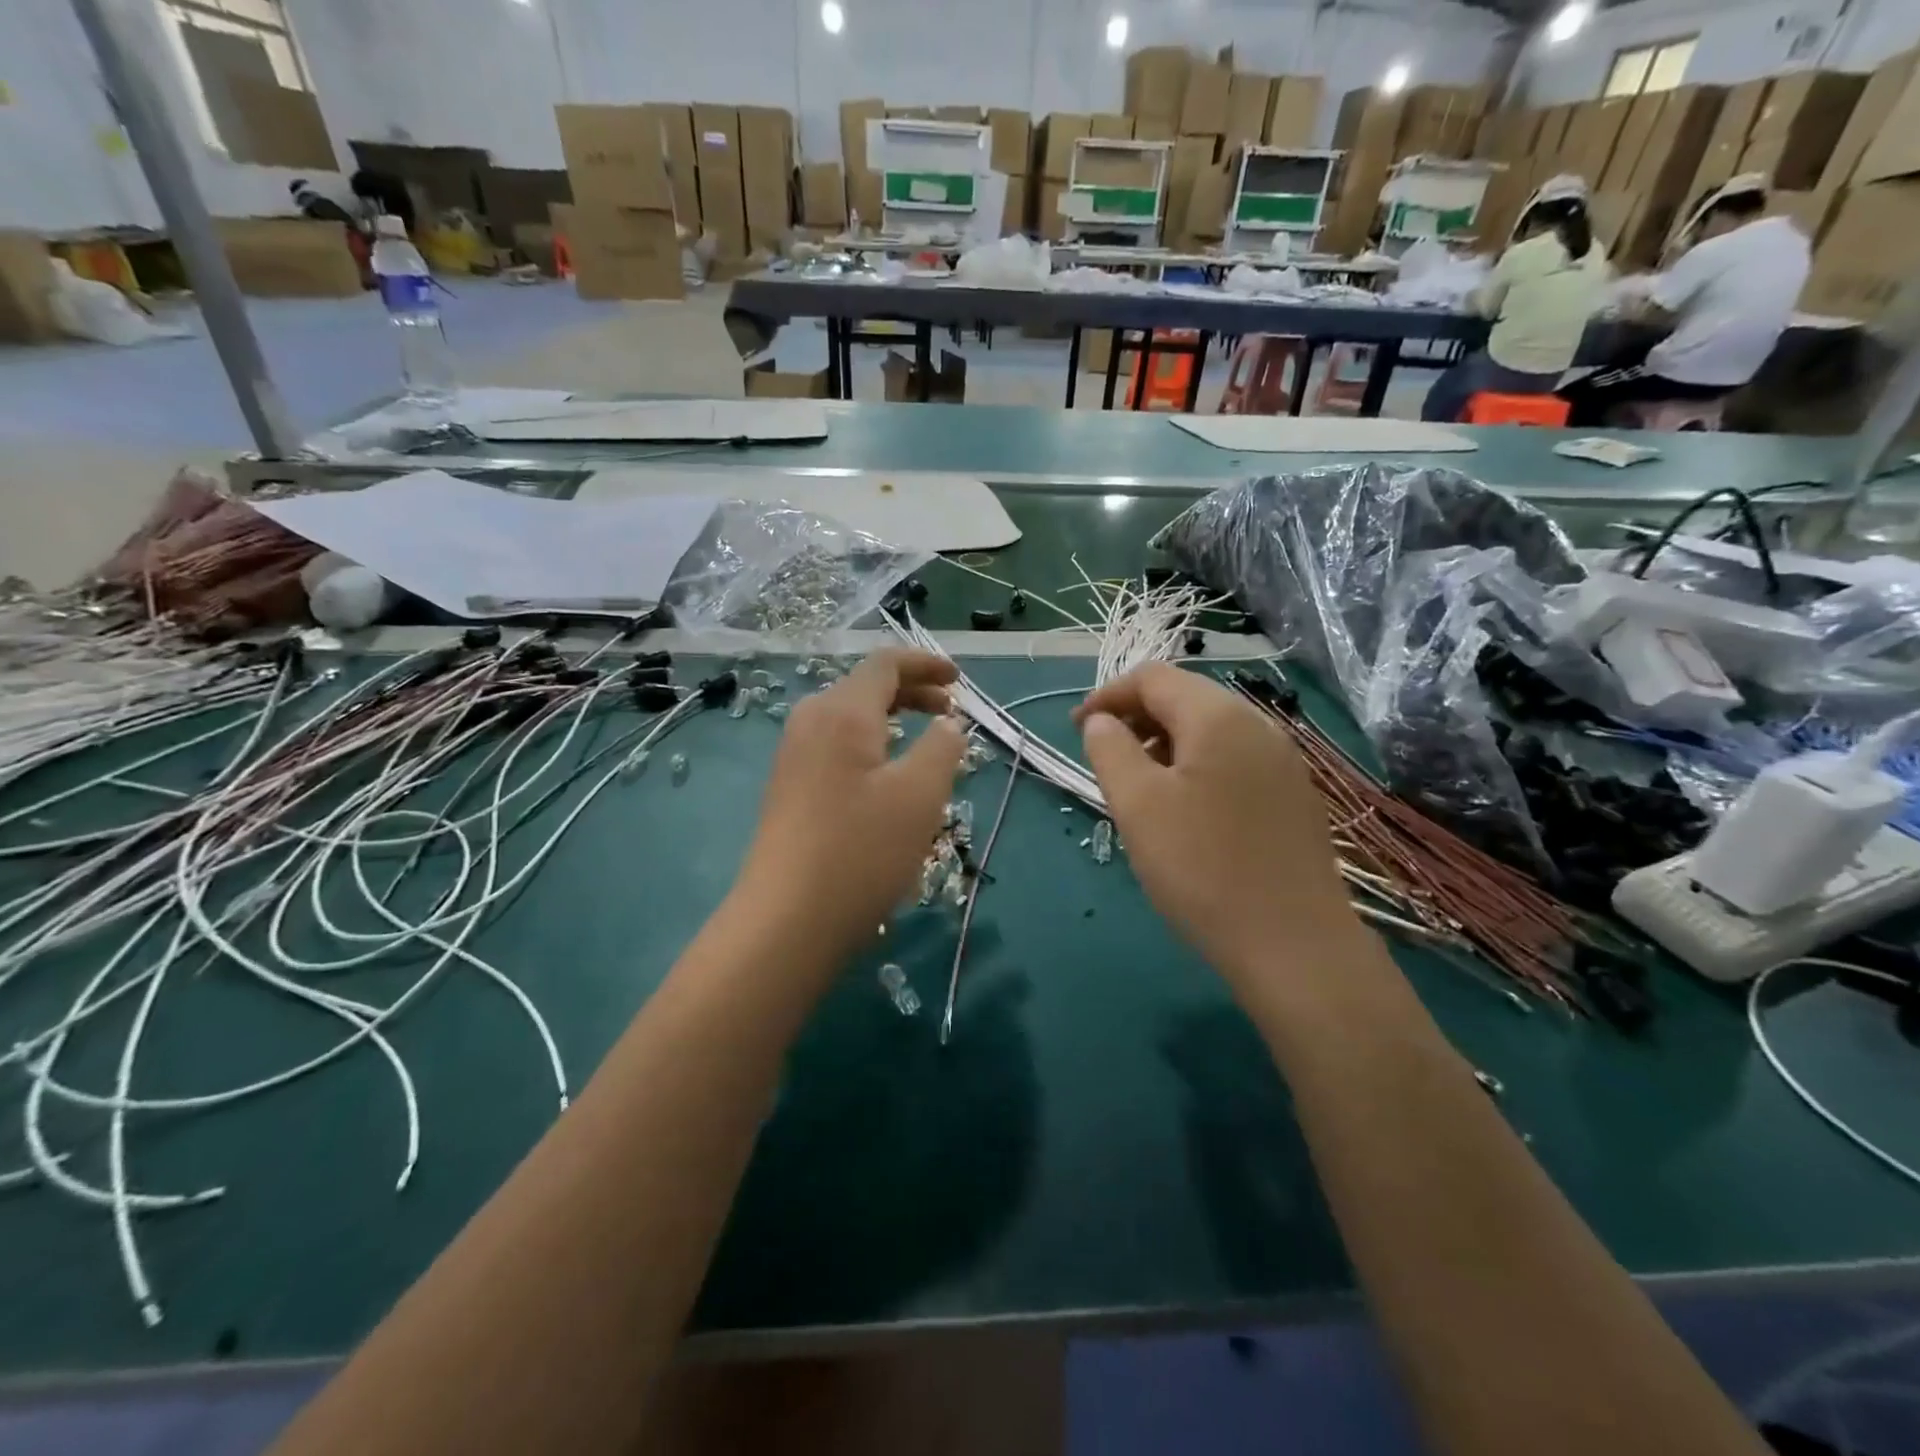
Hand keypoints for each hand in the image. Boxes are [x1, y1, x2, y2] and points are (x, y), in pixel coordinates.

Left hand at [735, 649, 965, 959]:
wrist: (786, 920)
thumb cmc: (861, 851)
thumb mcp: (920, 795)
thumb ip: (942, 748)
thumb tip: (946, 725)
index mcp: (842, 712)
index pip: (885, 664)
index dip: (925, 664)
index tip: (959, 681)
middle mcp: (810, 722)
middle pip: (865, 688)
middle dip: (913, 693)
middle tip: (951, 713)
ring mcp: (794, 756)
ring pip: (851, 719)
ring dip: (893, 721)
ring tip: (927, 747)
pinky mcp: (789, 787)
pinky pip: (837, 747)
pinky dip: (871, 746)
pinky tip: (889, 781)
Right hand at [1074, 664, 1362, 990]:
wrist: (1294, 944)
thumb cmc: (1202, 867)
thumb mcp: (1137, 804)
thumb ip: (1110, 749)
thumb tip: (1102, 722)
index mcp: (1218, 717)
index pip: (1152, 678)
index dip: (1107, 696)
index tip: (1077, 731)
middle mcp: (1257, 726)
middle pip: (1185, 699)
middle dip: (1136, 720)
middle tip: (1106, 760)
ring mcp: (1282, 762)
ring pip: (1210, 732)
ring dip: (1165, 745)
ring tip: (1140, 790)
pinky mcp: (1293, 797)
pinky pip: (1233, 762)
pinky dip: (1196, 768)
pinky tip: (1185, 812)